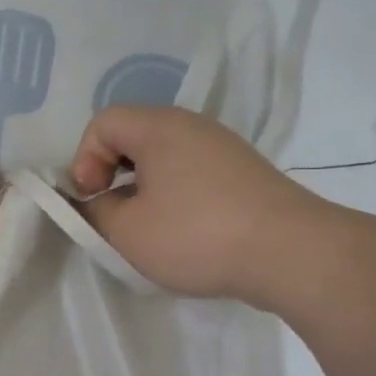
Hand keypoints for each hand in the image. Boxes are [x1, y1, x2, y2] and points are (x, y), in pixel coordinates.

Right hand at [69, 105, 351, 312]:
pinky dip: (174, 193)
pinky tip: (183, 230)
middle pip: (134, 135)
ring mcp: (224, 147)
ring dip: (143, 186)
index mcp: (159, 127)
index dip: (83, 158)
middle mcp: (192, 126)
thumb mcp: (127, 231)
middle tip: (111, 211)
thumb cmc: (196, 235)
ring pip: (165, 155)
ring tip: (145, 226)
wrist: (292, 253)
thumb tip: (92, 201)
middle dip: (111, 171)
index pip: (103, 122)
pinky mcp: (245, 172)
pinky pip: (192, 171)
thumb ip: (94, 211)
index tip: (91, 198)